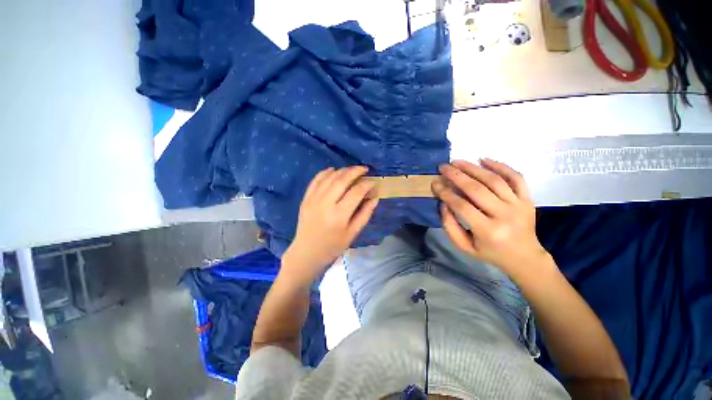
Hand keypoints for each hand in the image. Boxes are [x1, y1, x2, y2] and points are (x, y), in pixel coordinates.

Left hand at [282, 166, 378, 284]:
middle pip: (342, 180)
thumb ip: (365, 214)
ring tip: (352, 170)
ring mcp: (313, 200)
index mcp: (339, 216)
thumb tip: (375, 198)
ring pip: (329, 177)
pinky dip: (325, 172)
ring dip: (342, 170)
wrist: (307, 252)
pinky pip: (315, 180)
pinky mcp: (306, 199)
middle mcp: (325, 204)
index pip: (356, 193)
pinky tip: (333, 170)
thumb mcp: (353, 234)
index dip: (366, 185)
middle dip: (355, 171)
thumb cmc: (333, 246)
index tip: (373, 182)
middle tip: (364, 168)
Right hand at [431, 159, 549, 278]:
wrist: (524, 257)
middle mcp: (504, 215)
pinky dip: (501, 166)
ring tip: (458, 161)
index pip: (462, 206)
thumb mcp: (464, 246)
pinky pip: (516, 177)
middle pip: (477, 189)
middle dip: (456, 176)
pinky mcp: (528, 199)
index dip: (446, 193)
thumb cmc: (490, 252)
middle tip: (443, 167)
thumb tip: (444, 203)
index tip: (435, 183)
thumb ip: (450, 226)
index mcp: (488, 231)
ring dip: (473, 168)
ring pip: (494, 180)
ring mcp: (519, 205)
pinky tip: (484, 159)